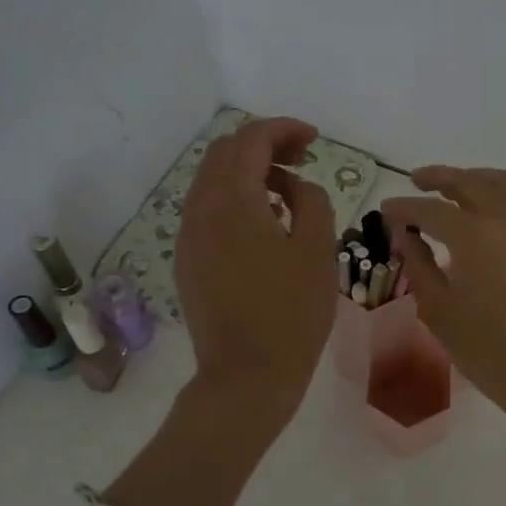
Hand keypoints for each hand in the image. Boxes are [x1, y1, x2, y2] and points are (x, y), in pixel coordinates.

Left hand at [176, 117, 336, 422]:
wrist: (246, 376)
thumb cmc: (291, 313)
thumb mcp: (318, 250)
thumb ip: (311, 201)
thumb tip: (295, 186)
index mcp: (232, 201)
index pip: (251, 139)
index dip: (284, 129)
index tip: (314, 140)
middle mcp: (200, 210)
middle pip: (224, 153)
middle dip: (264, 146)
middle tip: (302, 161)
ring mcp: (188, 237)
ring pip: (212, 181)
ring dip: (248, 173)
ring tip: (287, 193)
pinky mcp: (187, 260)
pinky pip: (207, 211)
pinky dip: (235, 200)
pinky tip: (265, 225)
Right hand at [381, 167, 505, 425]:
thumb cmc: (487, 349)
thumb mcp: (439, 310)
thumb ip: (419, 266)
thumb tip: (405, 236)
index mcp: (473, 235)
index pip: (429, 210)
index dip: (403, 208)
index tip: (384, 210)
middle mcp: (504, 220)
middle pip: (468, 183)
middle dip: (438, 178)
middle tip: (415, 181)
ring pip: (501, 183)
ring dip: (473, 177)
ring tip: (452, 187)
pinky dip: (499, 192)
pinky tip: (486, 209)